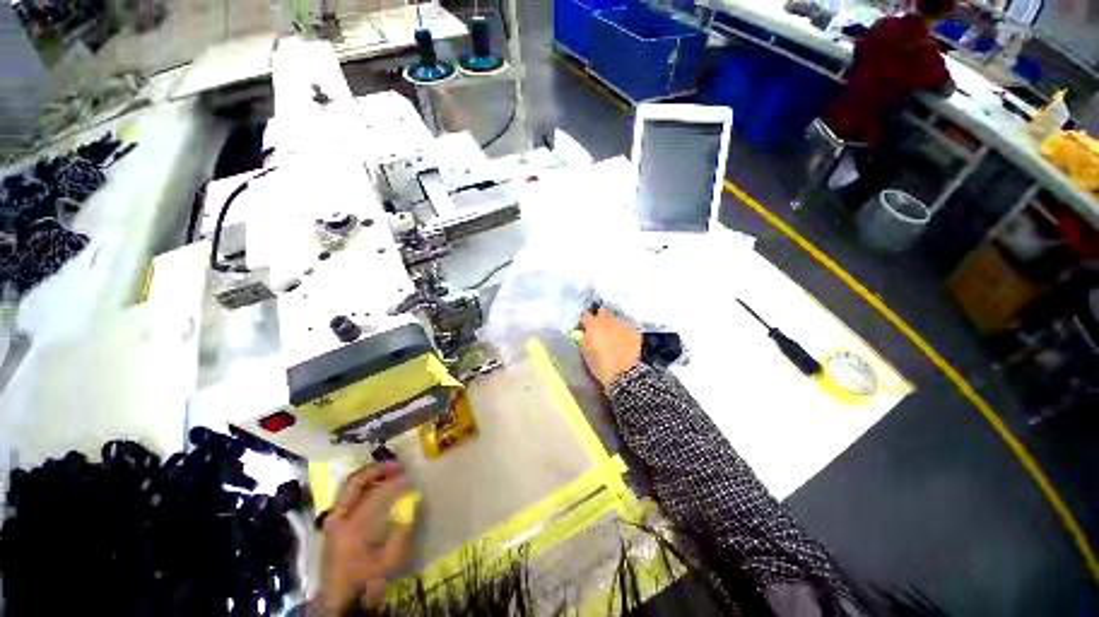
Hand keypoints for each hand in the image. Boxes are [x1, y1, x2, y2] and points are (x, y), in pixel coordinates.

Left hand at [319, 462, 413, 613]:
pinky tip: (377, 487)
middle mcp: (339, 519)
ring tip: (389, 471)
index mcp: (353, 529)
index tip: (409, 479)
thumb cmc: (365, 582)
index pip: (376, 495)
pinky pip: (348, 495)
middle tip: (398, 465)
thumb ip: (402, 530)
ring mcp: (333, 520)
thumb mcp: (389, 561)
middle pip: (356, 482)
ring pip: (350, 486)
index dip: (395, 484)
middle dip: (378, 470)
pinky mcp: (333, 523)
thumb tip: (414, 503)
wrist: (338, 600)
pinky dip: (364, 486)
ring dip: (371, 475)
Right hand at [579, 308, 641, 390]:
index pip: (585, 315)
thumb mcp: (585, 350)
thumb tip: (585, 332)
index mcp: (593, 324)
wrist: (623, 373)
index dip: (584, 320)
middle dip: (600, 317)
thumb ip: (584, 337)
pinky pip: (628, 325)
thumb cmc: (600, 364)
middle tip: (599, 327)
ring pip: (616, 317)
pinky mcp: (634, 330)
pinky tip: (624, 338)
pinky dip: (624, 329)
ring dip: (613, 323)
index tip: (584, 326)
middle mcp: (608, 320)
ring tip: (613, 334)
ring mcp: (622, 324)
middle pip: (602, 311)